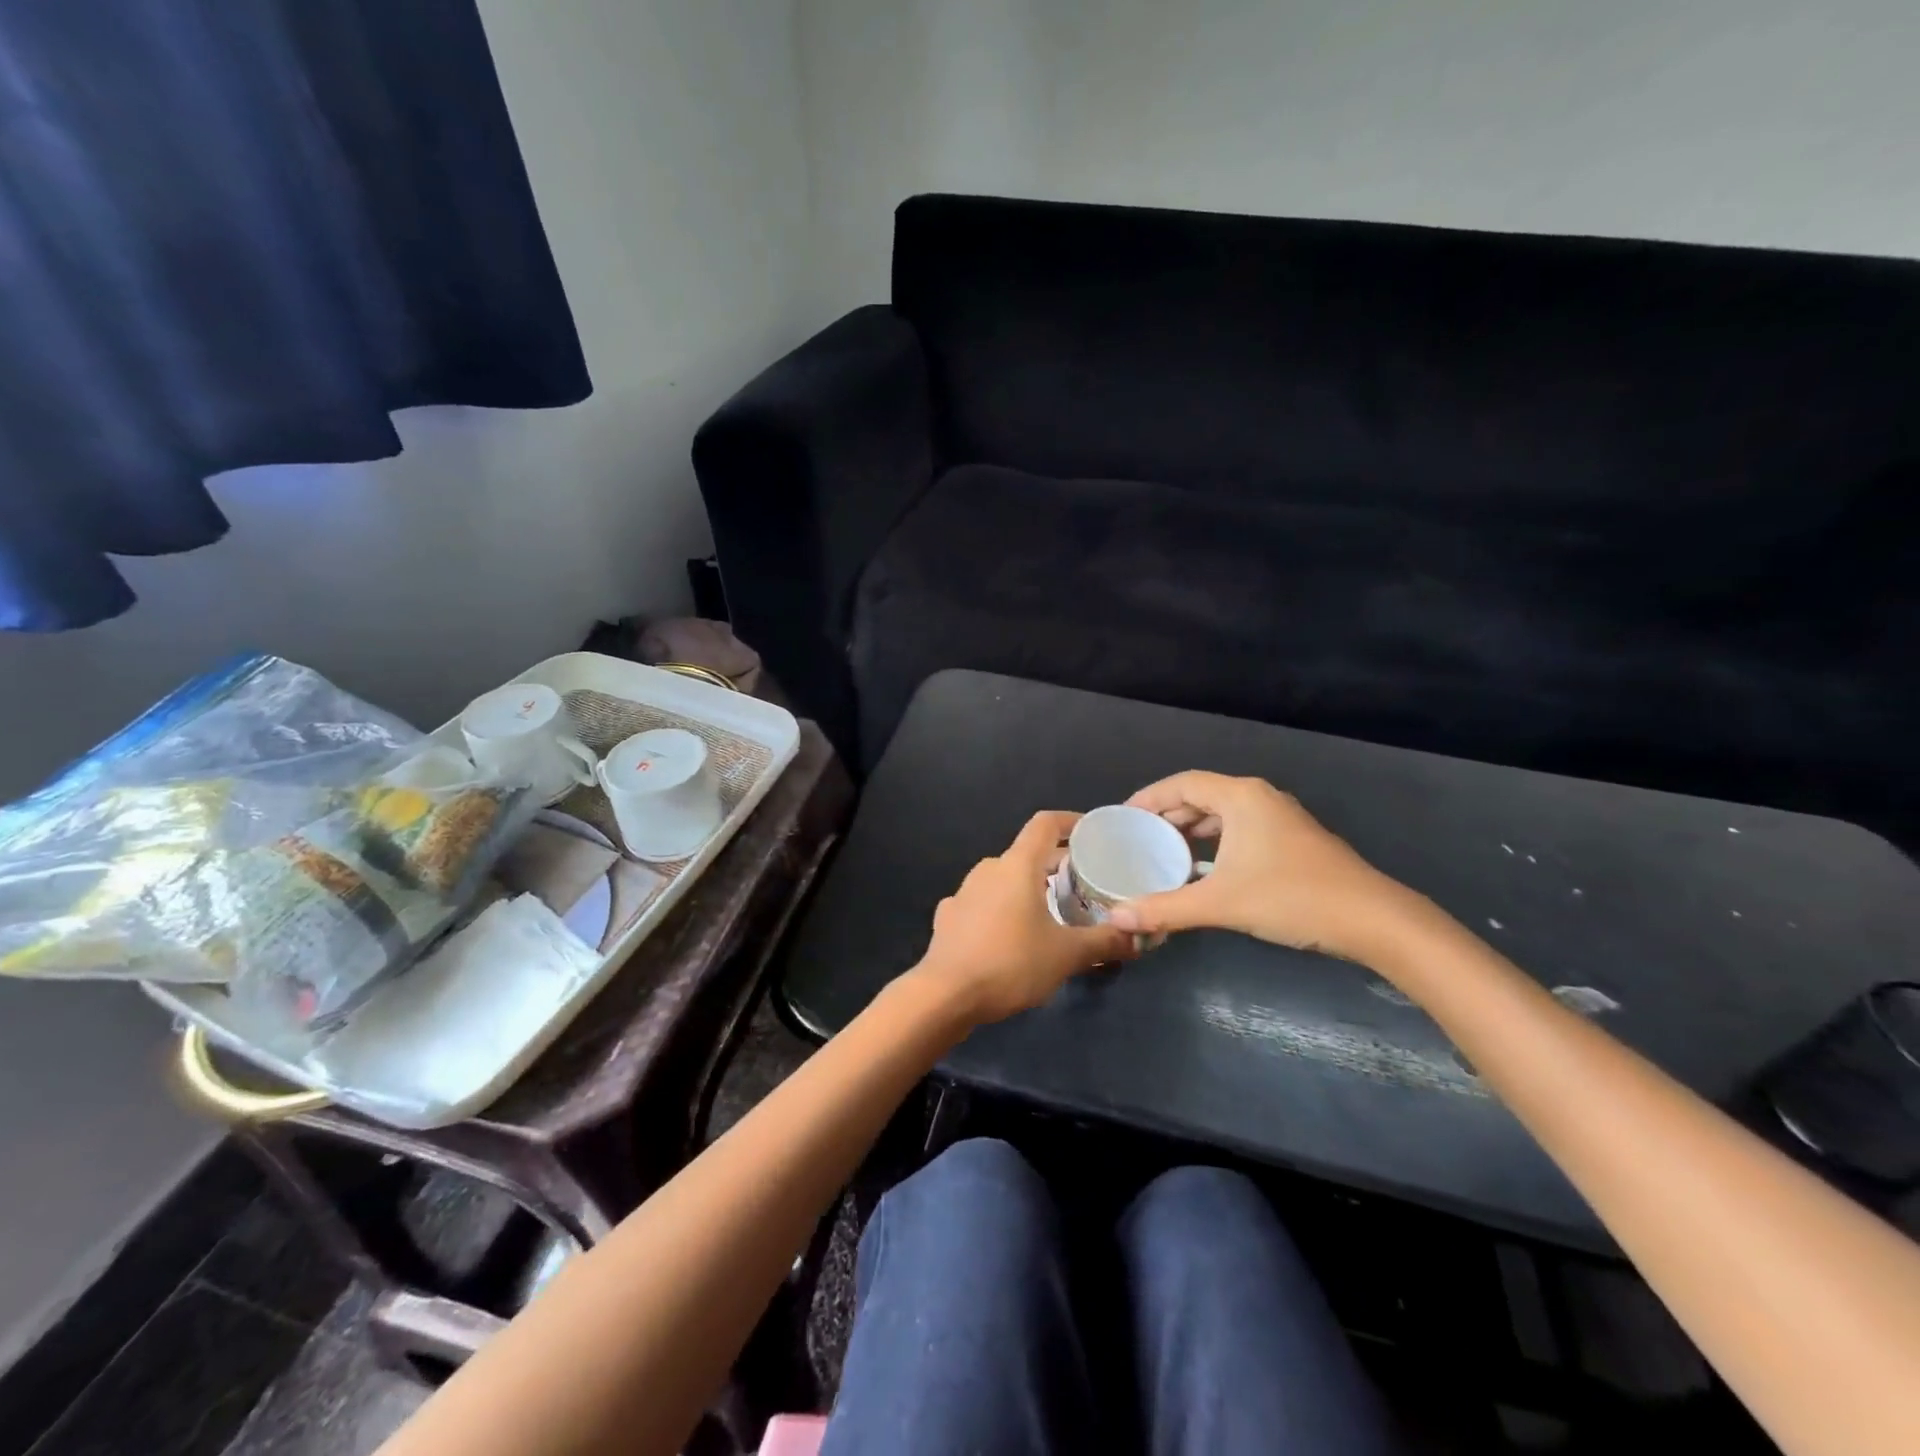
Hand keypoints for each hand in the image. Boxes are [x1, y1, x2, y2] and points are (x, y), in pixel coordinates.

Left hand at [911, 811, 1136, 1024]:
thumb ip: (1105, 942)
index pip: (1045, 824)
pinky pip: (984, 903)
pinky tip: (1011, 936)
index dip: (1071, 822)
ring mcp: (964, 891)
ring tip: (1053, 913)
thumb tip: (1138, 937)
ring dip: (1029, 889)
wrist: (945, 995)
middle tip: (1085, 887)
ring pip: (1005, 879)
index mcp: (1017, 865)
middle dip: (1057, 866)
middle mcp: (989, 868)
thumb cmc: (1011, 963)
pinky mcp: (949, 916)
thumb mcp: (1066, 955)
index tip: (1092, 834)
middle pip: (1028, 854)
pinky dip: (1003, 911)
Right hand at [1108, 772, 1424, 962]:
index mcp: (1241, 797)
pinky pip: (1241, 831)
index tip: (1123, 818)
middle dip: (1167, 817)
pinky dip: (1215, 844)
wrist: (1372, 921)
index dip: (1149, 798)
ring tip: (1164, 856)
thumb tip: (1116, 918)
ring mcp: (1280, 819)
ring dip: (1192, 832)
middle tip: (1138, 840)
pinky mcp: (1293, 841)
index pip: (1182, 784)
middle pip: (1201, 796)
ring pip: (1223, 815)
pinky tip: (1204, 872)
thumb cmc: (1291, 898)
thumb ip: (1164, 909)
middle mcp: (1259, 798)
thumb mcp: (1220, 903)